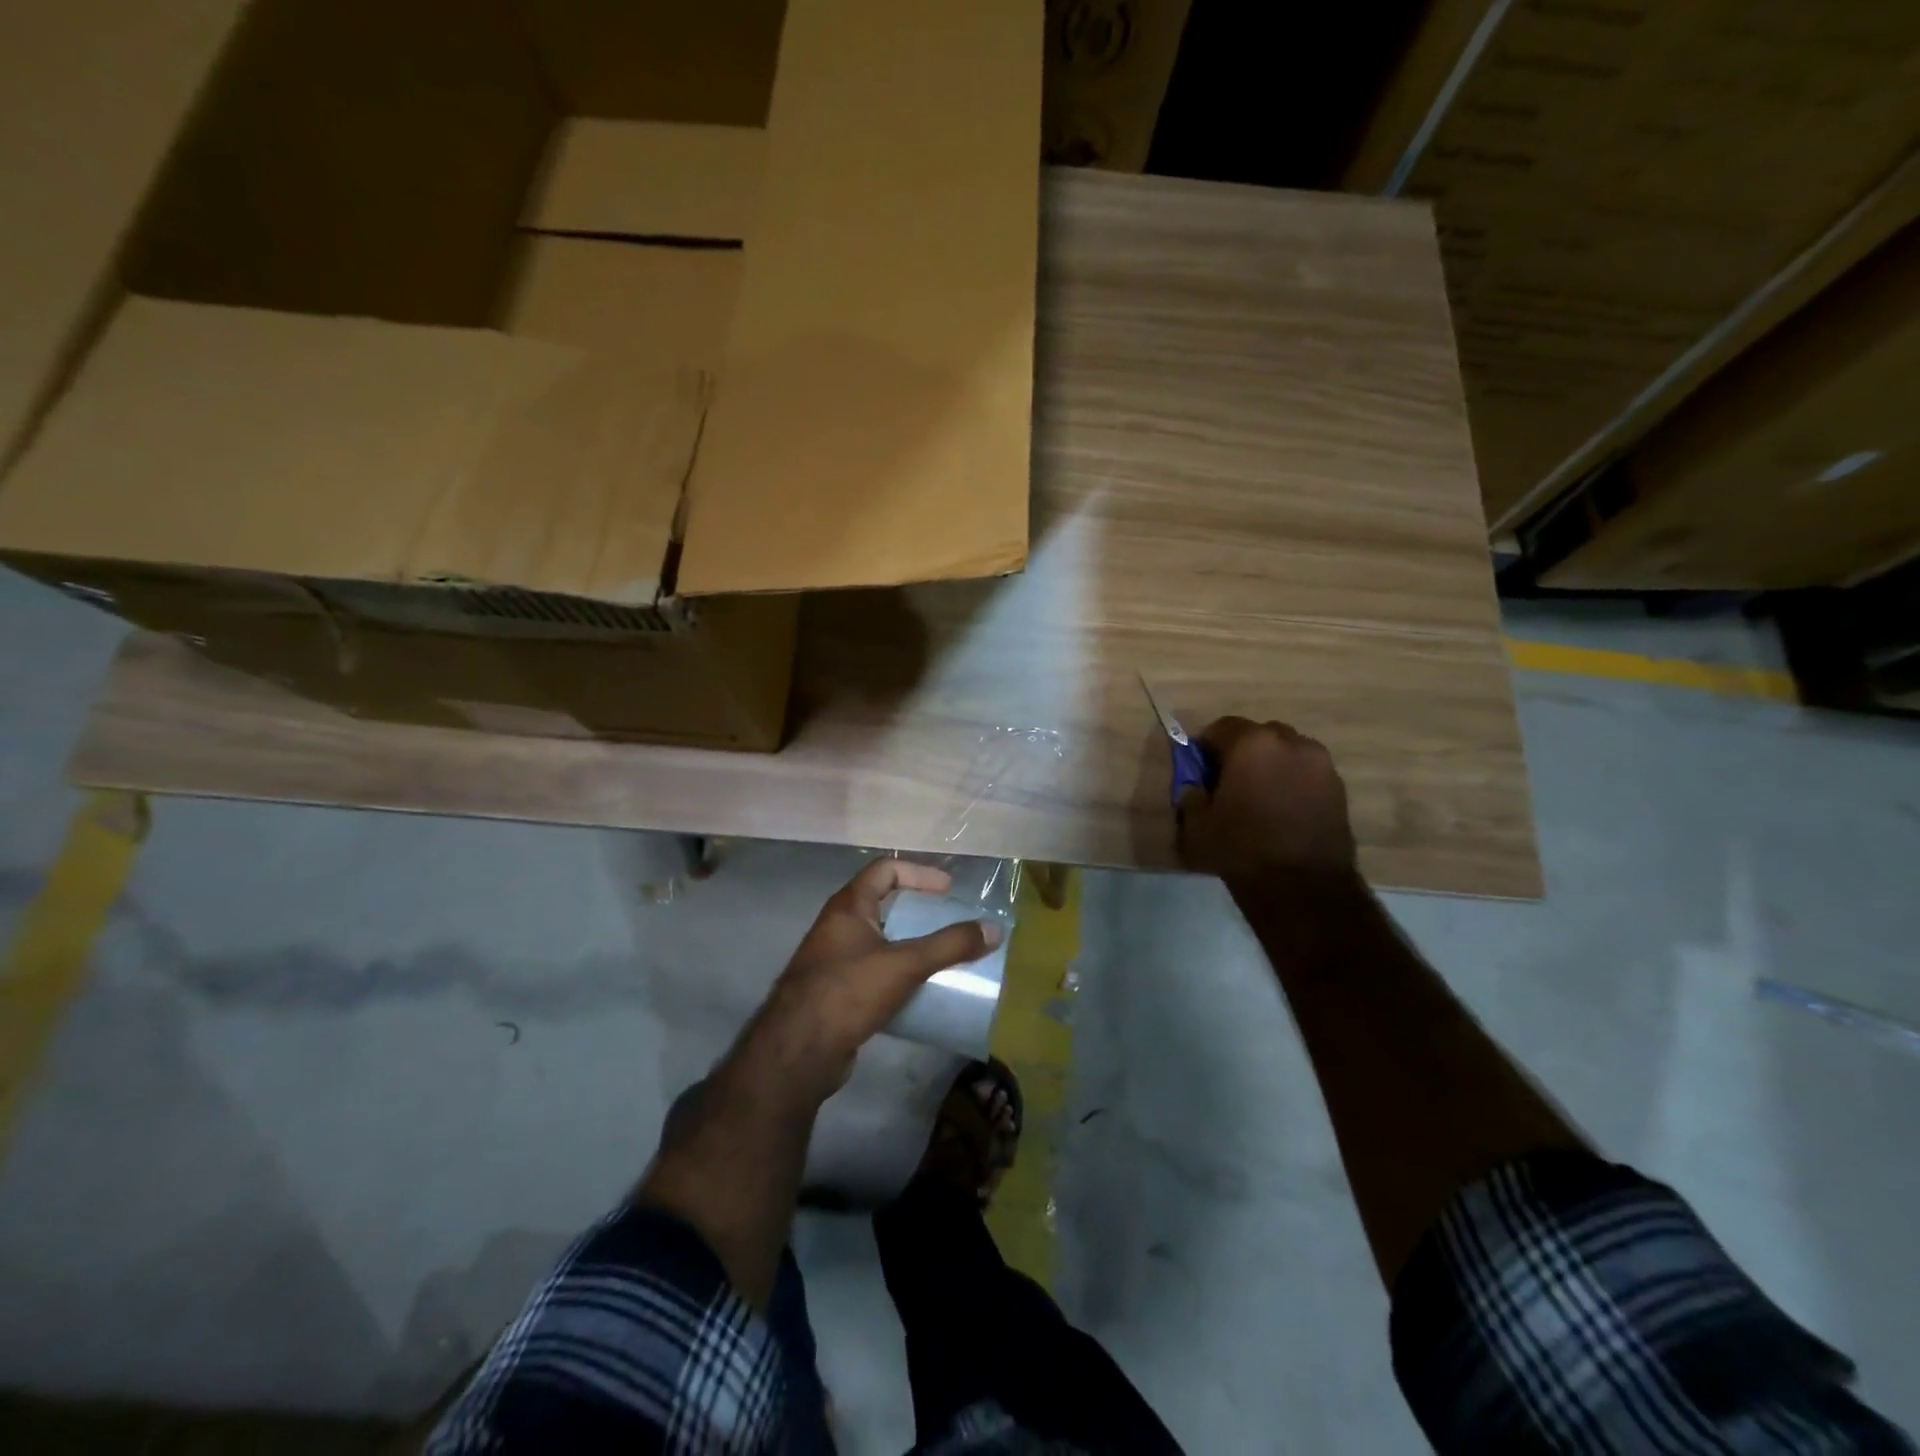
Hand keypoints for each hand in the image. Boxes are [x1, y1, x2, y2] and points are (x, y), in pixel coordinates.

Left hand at [751, 859, 1001, 1097]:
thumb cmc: (848, 992)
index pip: (885, 870)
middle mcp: (837, 927)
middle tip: (949, 924)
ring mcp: (834, 961)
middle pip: (883, 905)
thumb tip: (994, 930)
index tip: (948, 890)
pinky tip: (918, 992)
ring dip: (910, 946)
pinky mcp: (836, 993)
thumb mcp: (905, 964)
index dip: (919, 873)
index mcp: (848, 907)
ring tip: (941, 958)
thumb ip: (950, 946)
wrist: (798, 1052)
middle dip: (918, 913)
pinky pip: (874, 972)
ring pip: (880, 942)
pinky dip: (898, 975)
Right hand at [1177, 717, 1356, 883]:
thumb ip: (1191, 796)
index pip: (1220, 728)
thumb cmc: (1241, 850)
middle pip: (1258, 736)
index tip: (1200, 771)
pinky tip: (1283, 812)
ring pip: (1287, 752)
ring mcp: (1320, 764)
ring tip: (1260, 799)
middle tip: (1229, 784)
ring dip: (1271, 766)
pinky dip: (1293, 783)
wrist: (1303, 888)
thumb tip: (1196, 786)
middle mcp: (1290, 742)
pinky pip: (1307, 773)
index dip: (1206, 748)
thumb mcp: (1197, 826)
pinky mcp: (1339, 788)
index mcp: (1251, 743)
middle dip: (1241, 753)